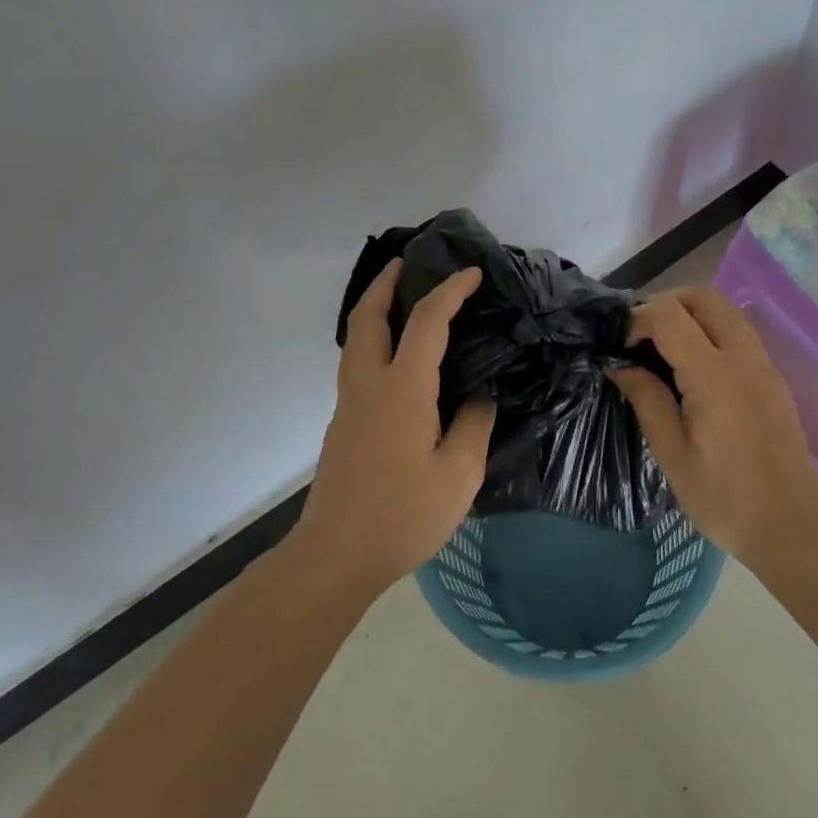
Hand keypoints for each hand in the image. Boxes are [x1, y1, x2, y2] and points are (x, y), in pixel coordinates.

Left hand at [294, 259, 496, 594]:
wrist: (337, 554)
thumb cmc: (403, 514)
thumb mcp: (459, 473)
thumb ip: (474, 423)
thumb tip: (480, 392)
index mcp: (402, 389)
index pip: (427, 322)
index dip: (450, 291)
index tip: (472, 273)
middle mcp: (368, 384)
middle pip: (368, 316)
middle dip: (386, 282)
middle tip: (408, 263)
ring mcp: (348, 402)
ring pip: (355, 337)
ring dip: (374, 307)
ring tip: (399, 297)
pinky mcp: (342, 422)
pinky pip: (356, 360)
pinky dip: (372, 336)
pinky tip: (395, 353)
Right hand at [611, 287, 817, 566]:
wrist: (791, 526)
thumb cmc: (724, 498)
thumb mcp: (672, 454)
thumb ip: (646, 399)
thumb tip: (620, 365)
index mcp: (714, 376)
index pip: (669, 316)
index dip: (637, 321)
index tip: (619, 348)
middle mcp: (743, 358)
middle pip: (703, 297)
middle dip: (665, 304)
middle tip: (640, 337)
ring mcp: (764, 365)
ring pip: (725, 310)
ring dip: (690, 314)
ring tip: (662, 348)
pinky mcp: (773, 378)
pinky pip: (738, 333)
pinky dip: (710, 331)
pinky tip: (691, 367)